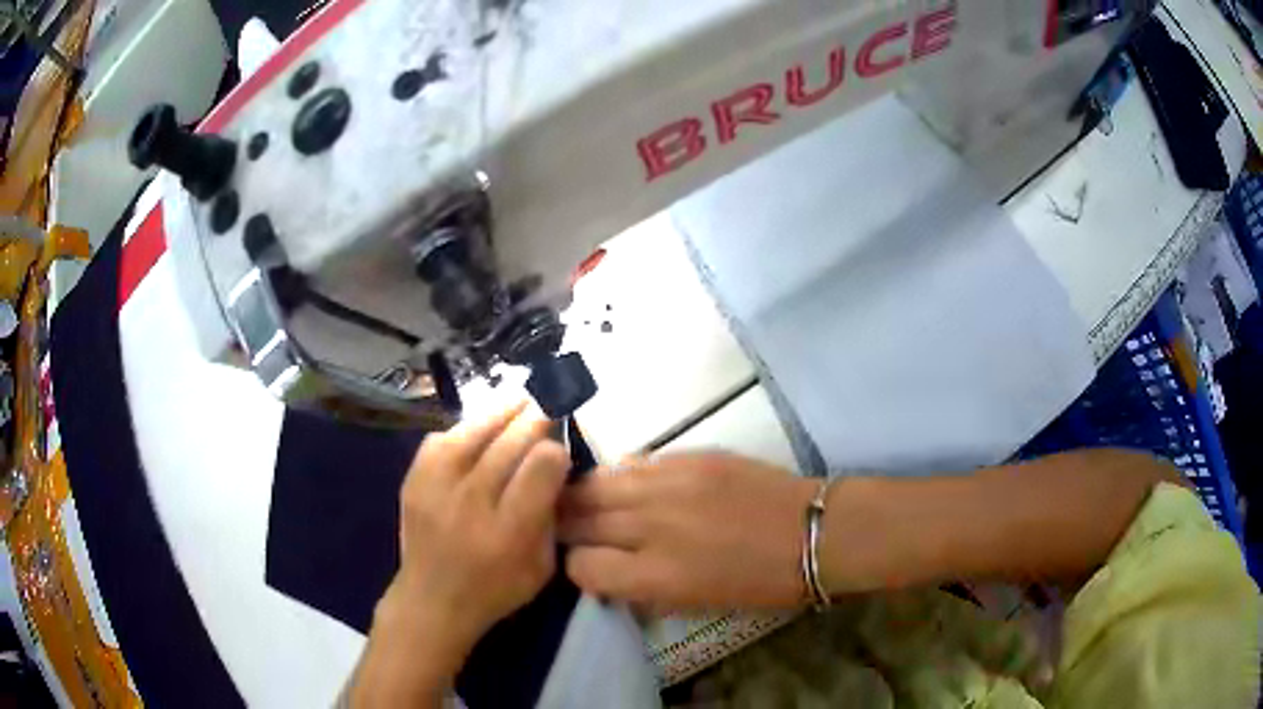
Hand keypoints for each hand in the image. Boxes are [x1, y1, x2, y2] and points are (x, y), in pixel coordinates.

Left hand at [352, 403, 569, 706]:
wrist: (432, 600)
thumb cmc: (495, 589)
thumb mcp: (542, 566)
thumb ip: (550, 518)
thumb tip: (554, 471)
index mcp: (509, 531)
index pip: (539, 469)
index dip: (555, 451)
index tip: (561, 450)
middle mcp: (471, 504)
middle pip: (508, 445)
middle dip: (534, 421)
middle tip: (547, 407)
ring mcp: (436, 488)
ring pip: (472, 433)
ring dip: (500, 413)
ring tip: (519, 400)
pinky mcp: (413, 481)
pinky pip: (441, 440)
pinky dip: (463, 430)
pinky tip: (478, 428)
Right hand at [559, 452, 817, 610]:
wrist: (811, 533)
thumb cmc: (760, 584)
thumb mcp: (695, 602)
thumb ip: (643, 586)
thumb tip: (609, 567)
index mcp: (655, 575)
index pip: (581, 565)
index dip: (579, 569)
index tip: (590, 567)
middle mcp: (650, 525)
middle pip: (579, 519)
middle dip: (568, 528)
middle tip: (571, 531)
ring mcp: (668, 484)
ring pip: (596, 483)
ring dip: (585, 497)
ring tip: (588, 503)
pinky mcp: (689, 456)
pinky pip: (634, 463)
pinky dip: (622, 478)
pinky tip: (631, 486)